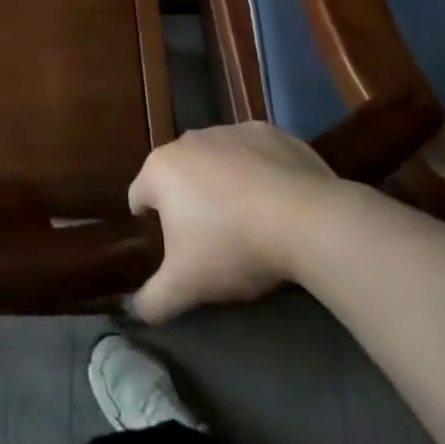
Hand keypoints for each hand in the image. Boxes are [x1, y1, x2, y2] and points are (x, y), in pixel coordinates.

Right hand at [127, 122, 340, 324]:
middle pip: (178, 174)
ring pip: (216, 160)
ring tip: (248, 220)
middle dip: (188, 200)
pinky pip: (254, 154)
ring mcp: (230, 131)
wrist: (308, 221)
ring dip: (222, 183)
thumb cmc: (233, 246)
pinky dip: (258, 172)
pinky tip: (277, 202)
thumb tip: (136, 312)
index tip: (170, 247)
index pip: (139, 196)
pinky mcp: (269, 132)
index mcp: (160, 169)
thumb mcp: (187, 285)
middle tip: (211, 238)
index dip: (150, 223)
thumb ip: (153, 300)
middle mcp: (188, 141)